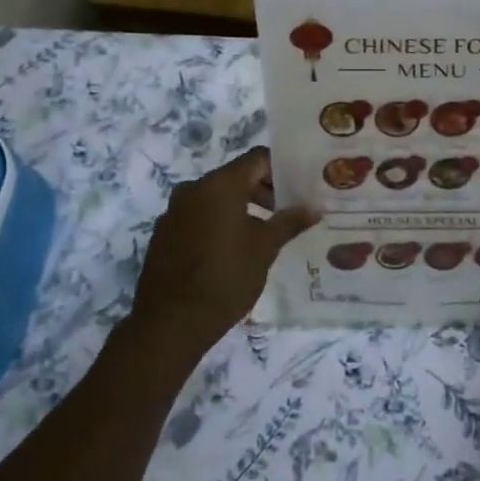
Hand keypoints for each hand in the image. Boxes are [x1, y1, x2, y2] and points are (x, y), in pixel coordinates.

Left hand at [131, 147, 316, 359]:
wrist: (171, 322)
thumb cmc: (226, 277)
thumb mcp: (265, 248)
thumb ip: (289, 222)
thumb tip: (315, 206)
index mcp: (220, 184)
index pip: (257, 159)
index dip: (281, 170)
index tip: (298, 189)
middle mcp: (194, 189)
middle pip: (236, 177)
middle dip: (263, 191)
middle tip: (285, 214)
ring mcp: (174, 211)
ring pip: (215, 198)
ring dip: (240, 209)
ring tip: (262, 235)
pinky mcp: (164, 234)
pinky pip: (197, 217)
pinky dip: (217, 223)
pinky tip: (230, 251)